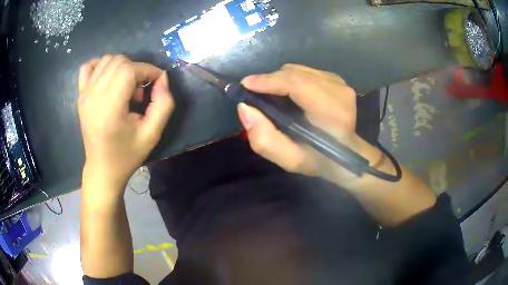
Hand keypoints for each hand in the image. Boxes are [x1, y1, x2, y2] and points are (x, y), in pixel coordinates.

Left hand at [78, 55, 173, 191]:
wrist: (102, 169)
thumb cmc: (127, 155)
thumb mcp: (153, 134)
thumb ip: (164, 104)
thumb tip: (162, 78)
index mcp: (109, 108)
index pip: (129, 69)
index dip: (148, 70)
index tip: (157, 82)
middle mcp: (93, 97)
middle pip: (119, 61)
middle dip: (137, 69)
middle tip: (139, 91)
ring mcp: (84, 95)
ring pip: (107, 60)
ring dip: (122, 67)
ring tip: (125, 88)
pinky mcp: (80, 96)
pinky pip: (88, 67)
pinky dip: (101, 66)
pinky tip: (108, 78)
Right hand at [238, 64, 381, 187]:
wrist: (346, 154)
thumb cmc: (319, 159)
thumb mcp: (289, 159)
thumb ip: (264, 139)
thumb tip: (244, 108)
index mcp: (331, 112)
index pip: (296, 83)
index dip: (268, 80)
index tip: (246, 84)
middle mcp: (338, 91)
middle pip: (295, 73)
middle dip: (270, 80)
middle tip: (255, 93)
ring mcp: (340, 82)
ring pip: (299, 69)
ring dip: (280, 79)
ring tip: (272, 95)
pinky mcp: (337, 79)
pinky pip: (306, 71)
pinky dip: (292, 79)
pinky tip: (290, 93)